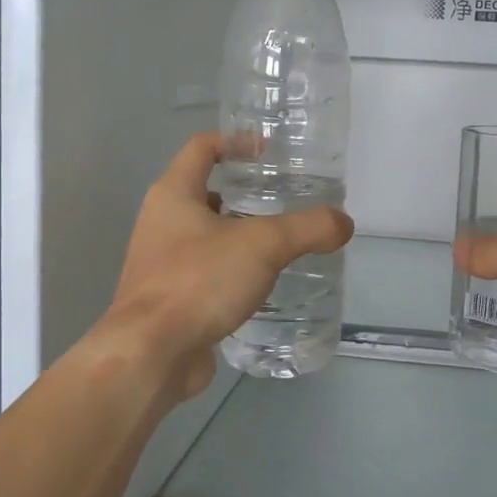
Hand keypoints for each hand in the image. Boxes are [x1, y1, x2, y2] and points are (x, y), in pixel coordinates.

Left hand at [96, 133, 353, 402]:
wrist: (152, 354)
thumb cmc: (199, 282)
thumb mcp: (264, 246)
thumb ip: (308, 228)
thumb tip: (344, 222)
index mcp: (173, 195)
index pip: (201, 148)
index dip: (235, 141)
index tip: (267, 151)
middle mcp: (160, 222)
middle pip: (202, 191)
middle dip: (240, 192)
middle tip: (281, 199)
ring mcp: (160, 263)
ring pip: (203, 235)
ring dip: (236, 234)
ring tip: (278, 242)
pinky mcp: (168, 299)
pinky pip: (203, 272)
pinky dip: (230, 270)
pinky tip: (259, 284)